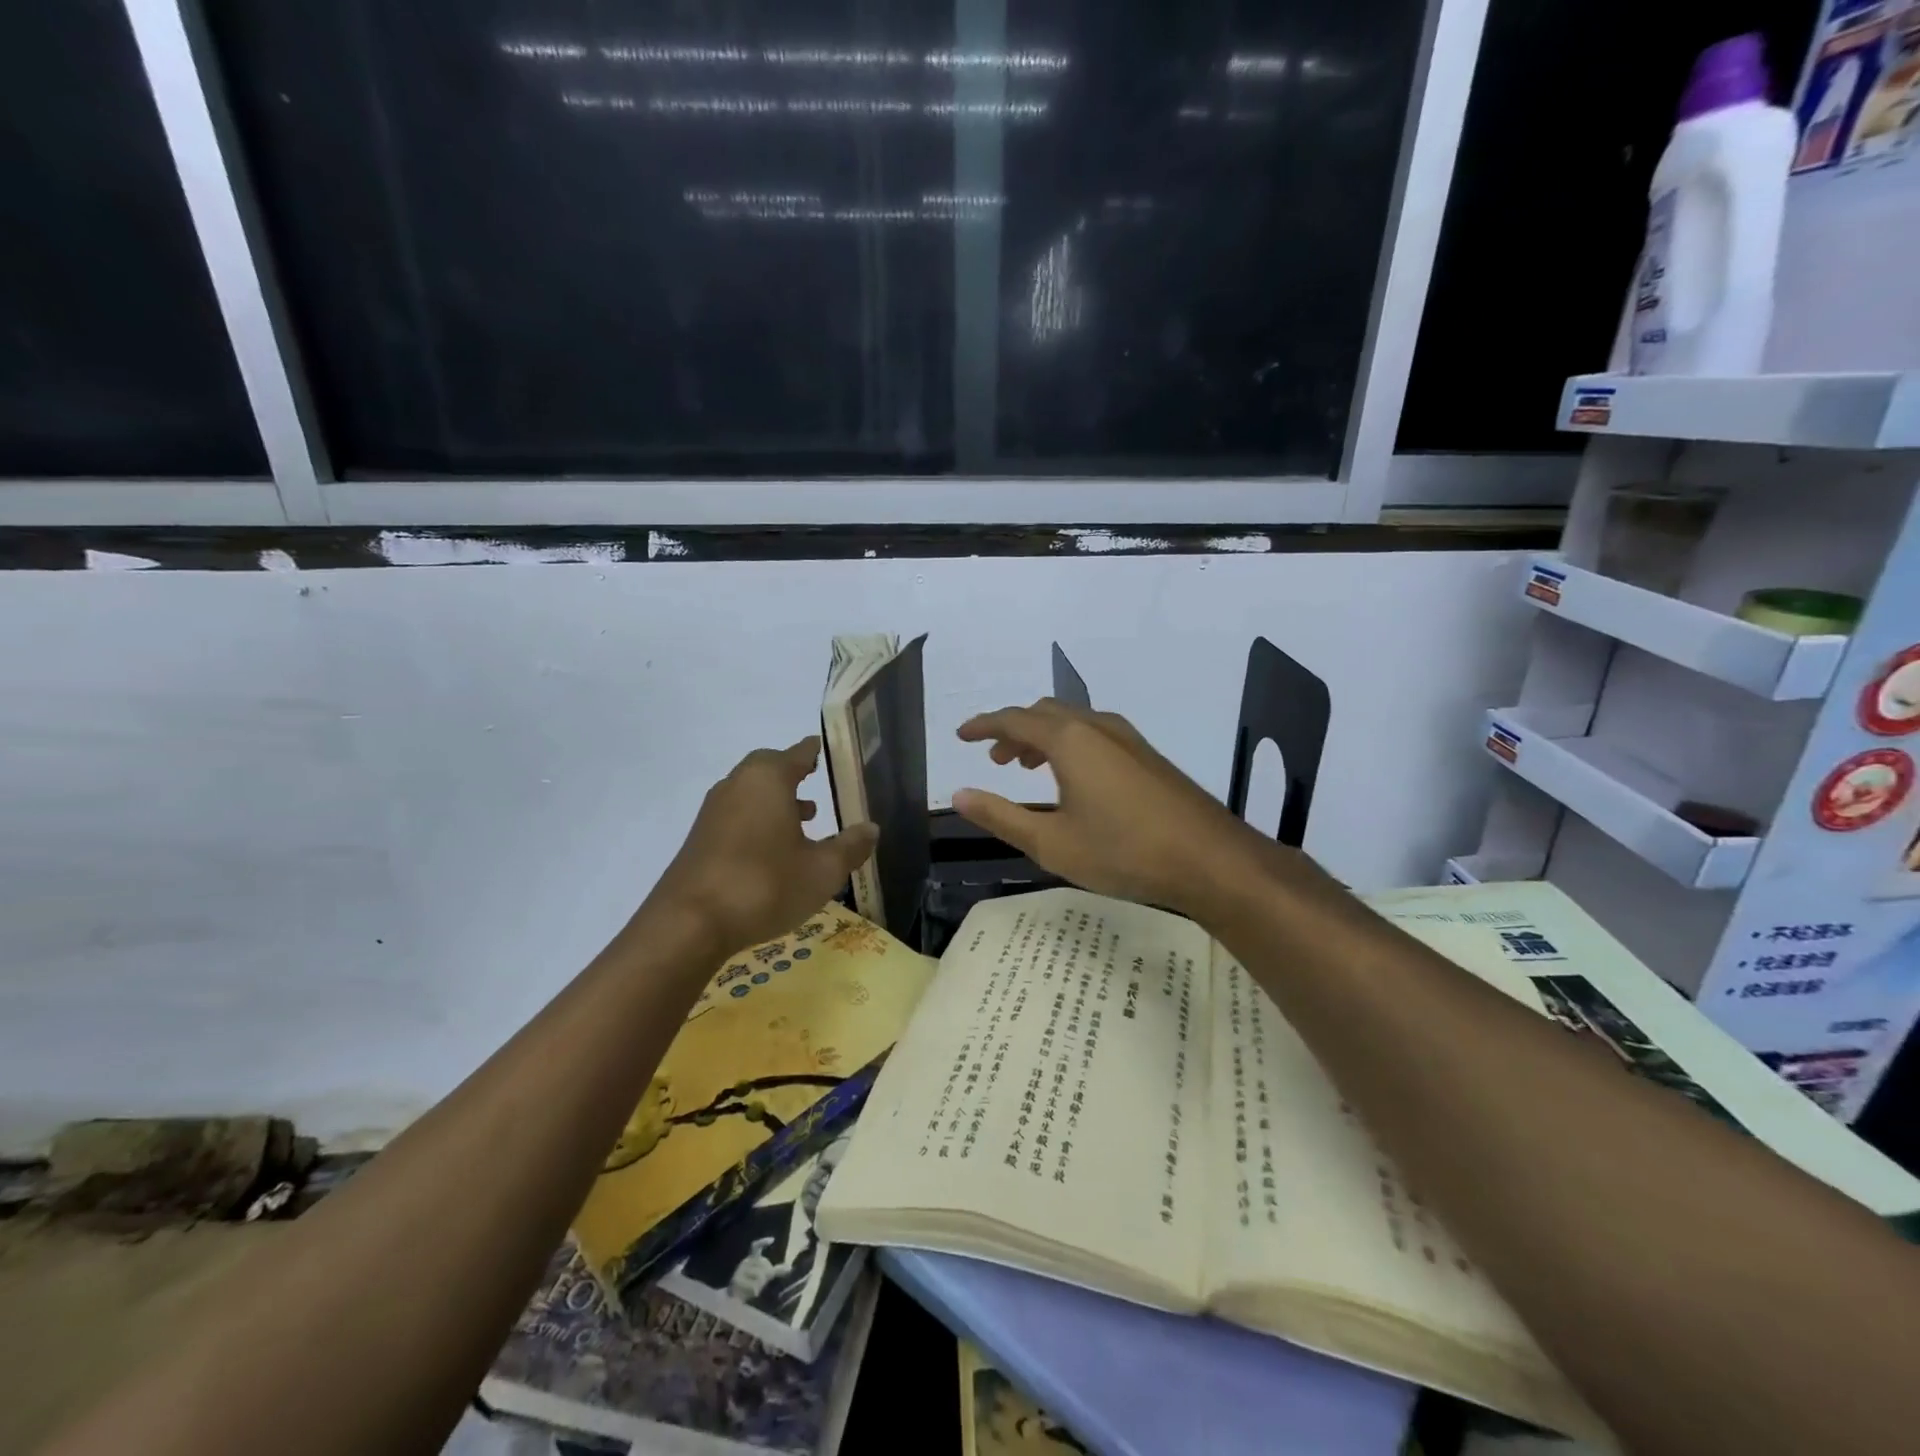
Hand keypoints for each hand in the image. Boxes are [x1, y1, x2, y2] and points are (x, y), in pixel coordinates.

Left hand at [650, 738, 878, 959]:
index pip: (798, 753)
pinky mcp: (700, 838)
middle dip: (794, 773)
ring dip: (776, 799)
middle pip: (769, 767)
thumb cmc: (765, 885)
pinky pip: (737, 815)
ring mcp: (713, 811)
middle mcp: (737, 785)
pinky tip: (774, 851)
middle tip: (817, 782)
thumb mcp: (822, 870)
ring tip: (805, 820)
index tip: (828, 749)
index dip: (816, 751)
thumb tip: (871, 829)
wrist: (689, 924)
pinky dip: (758, 820)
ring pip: (751, 792)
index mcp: (769, 779)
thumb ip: (850, 847)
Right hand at [953, 700, 1274, 918]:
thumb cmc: (1122, 851)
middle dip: (1013, 731)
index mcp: (1069, 739)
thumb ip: (1000, 816)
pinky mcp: (1147, 754)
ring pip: (1072, 721)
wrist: (1209, 859)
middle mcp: (1097, 726)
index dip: (983, 725)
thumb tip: (959, 795)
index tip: (961, 735)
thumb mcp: (1050, 842)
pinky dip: (1070, 744)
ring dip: (1042, 737)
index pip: (1013, 719)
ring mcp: (1127, 738)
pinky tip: (1073, 778)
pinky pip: (1095, 733)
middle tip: (995, 760)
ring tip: (1027, 767)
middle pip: (1044, 713)